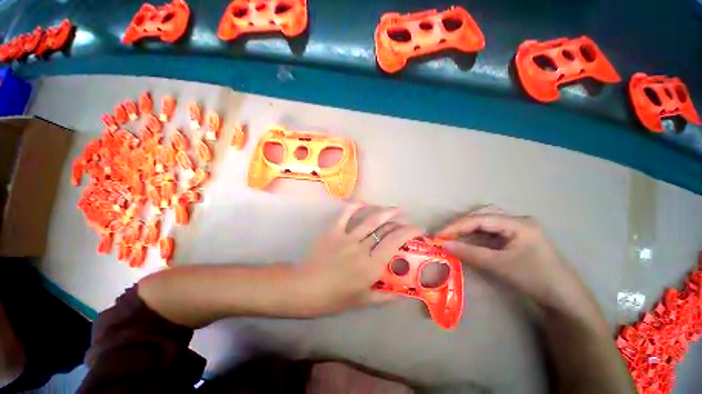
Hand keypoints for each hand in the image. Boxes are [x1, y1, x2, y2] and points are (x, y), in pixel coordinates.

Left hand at [294, 204, 422, 315]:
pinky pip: (345, 215)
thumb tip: (402, 295)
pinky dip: (355, 207)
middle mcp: (362, 248)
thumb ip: (384, 297)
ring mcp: (347, 237)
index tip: (417, 229)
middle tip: (406, 221)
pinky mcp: (333, 231)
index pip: (394, 243)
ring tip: (395, 209)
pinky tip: (364, 203)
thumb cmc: (333, 298)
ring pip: (370, 220)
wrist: (304, 288)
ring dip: (385, 212)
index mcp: (371, 266)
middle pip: (385, 229)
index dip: (408, 232)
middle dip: (399, 223)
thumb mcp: (361, 301)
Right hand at [438, 209, 584, 310]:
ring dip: (468, 228)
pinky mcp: (515, 238)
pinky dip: (476, 236)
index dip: (457, 226)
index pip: (480, 219)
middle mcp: (517, 221)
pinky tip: (468, 242)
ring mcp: (517, 228)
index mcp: (518, 223)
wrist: (563, 298)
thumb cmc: (534, 278)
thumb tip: (444, 244)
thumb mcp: (499, 265)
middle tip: (446, 235)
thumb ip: (470, 253)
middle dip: (462, 224)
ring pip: (486, 222)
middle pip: (482, 214)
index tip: (439, 235)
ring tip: (454, 237)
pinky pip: (490, 232)